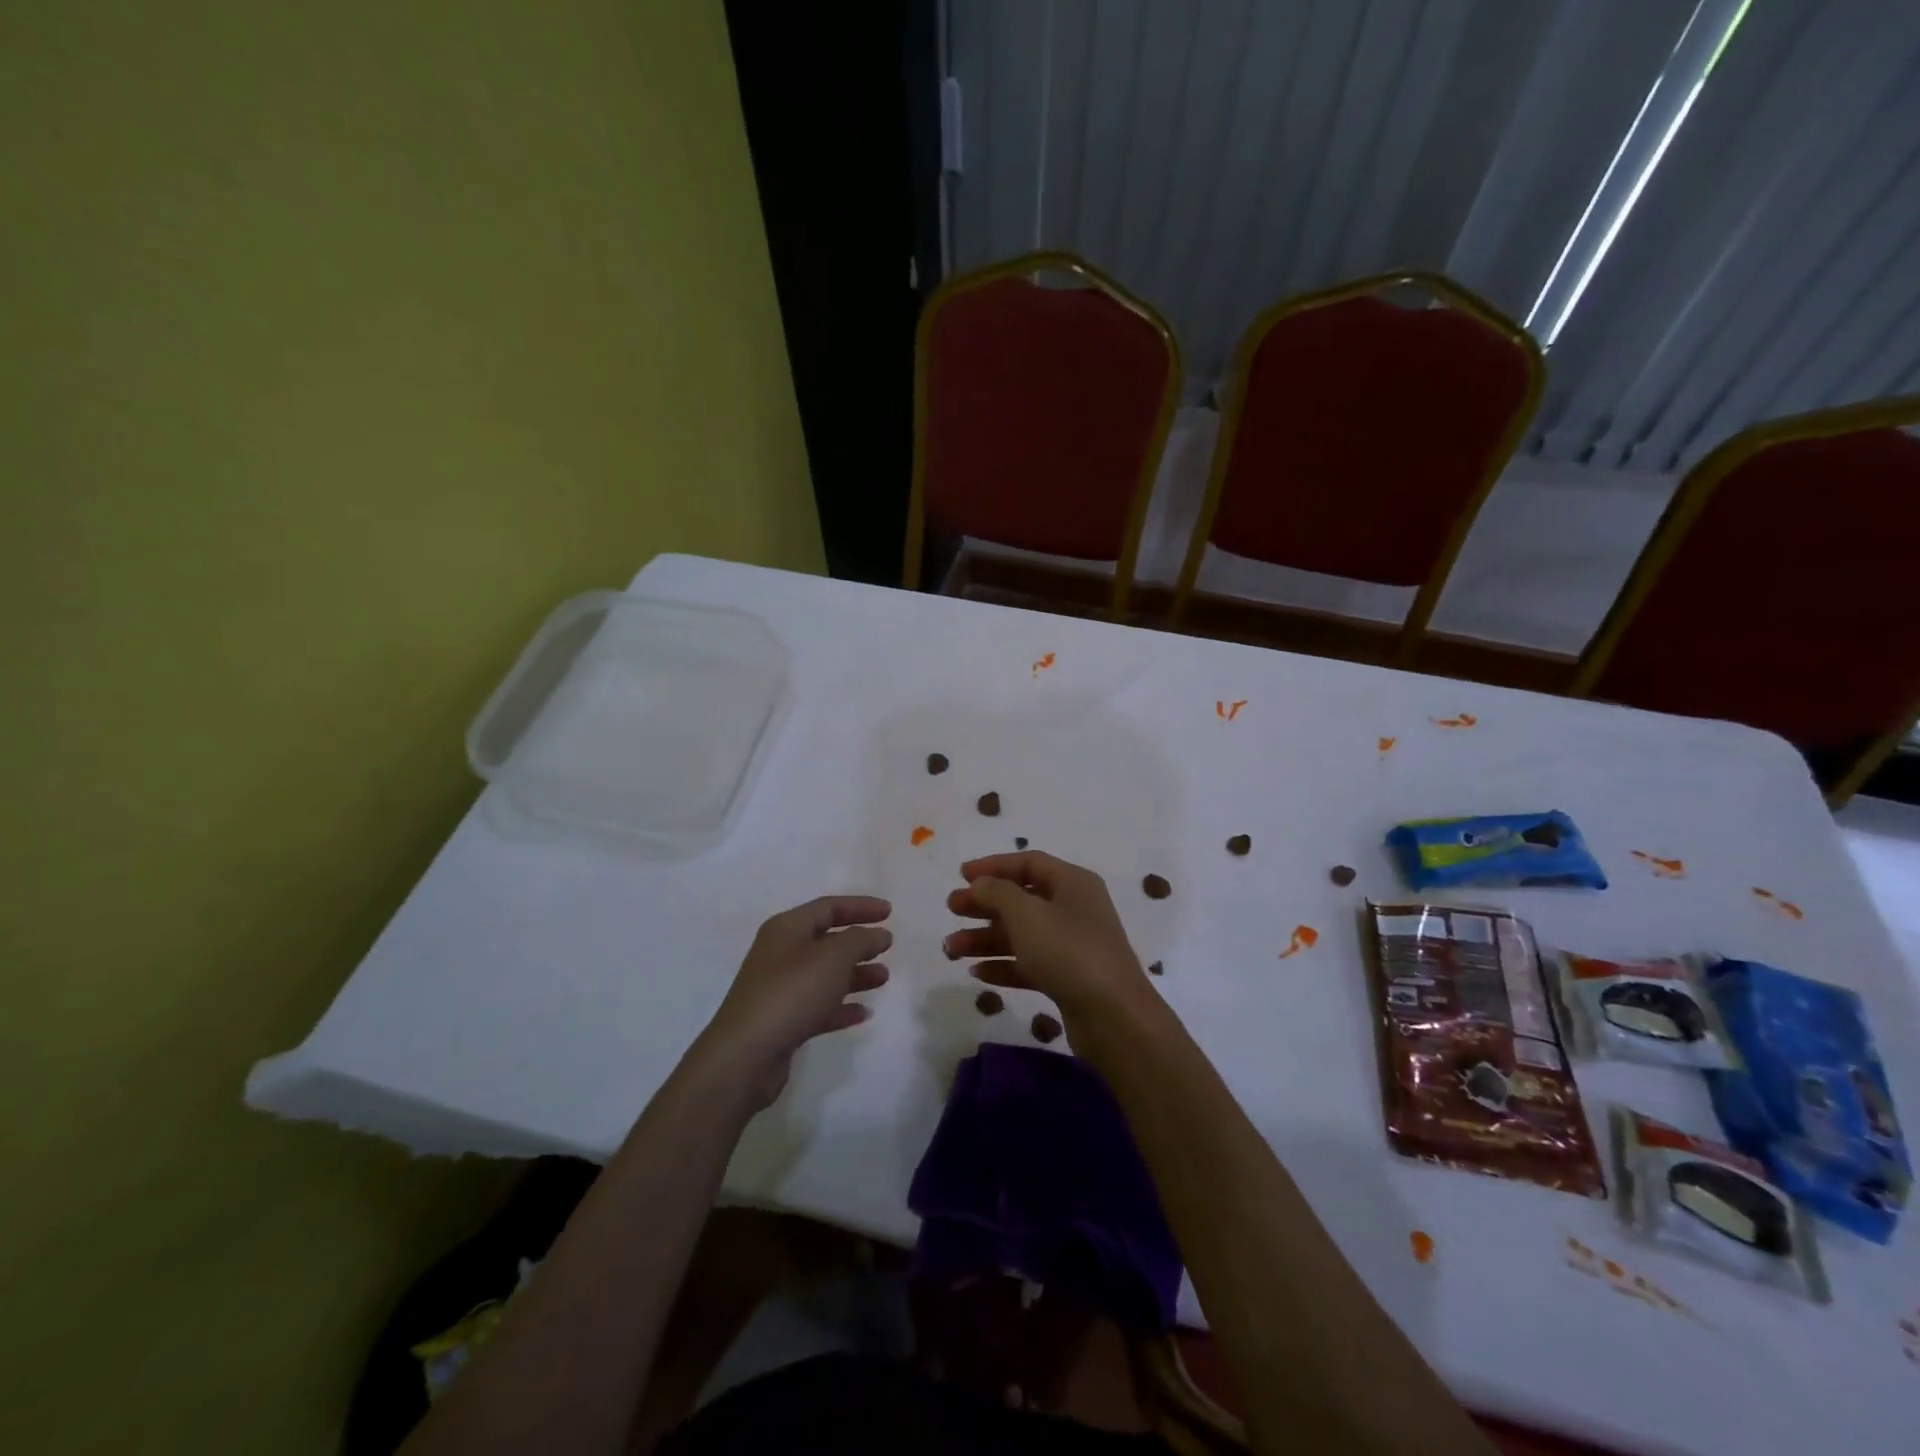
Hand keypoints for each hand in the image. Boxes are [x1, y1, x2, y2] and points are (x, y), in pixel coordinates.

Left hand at [696, 896, 891, 1108]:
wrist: (746, 1056)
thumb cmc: (791, 993)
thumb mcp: (833, 957)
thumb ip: (860, 940)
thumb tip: (878, 934)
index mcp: (787, 929)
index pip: (828, 907)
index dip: (860, 906)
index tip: (889, 912)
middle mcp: (781, 954)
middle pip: (826, 940)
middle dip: (859, 942)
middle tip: (888, 946)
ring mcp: (780, 989)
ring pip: (825, 974)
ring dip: (855, 974)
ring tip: (884, 978)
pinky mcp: (783, 1021)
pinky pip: (819, 1006)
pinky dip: (842, 1007)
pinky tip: (864, 1013)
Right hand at [944, 852, 1158, 1036]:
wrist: (1113, 1016)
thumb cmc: (1068, 951)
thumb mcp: (1026, 913)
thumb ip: (997, 892)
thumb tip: (980, 883)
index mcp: (1072, 883)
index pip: (1029, 863)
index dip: (994, 866)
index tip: (961, 875)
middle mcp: (1074, 909)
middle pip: (1022, 898)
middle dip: (984, 904)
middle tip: (951, 910)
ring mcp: (1072, 945)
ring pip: (1022, 934)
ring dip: (985, 938)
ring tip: (951, 950)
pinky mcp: (1068, 978)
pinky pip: (1029, 964)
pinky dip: (1004, 965)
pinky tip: (977, 973)